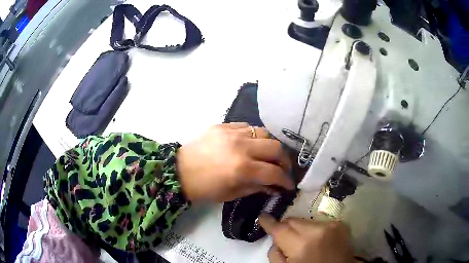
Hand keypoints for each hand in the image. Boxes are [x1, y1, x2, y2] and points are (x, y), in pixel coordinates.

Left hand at [177, 123, 293, 202]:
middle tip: (282, 168)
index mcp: (242, 169)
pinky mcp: (223, 125)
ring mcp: (232, 133)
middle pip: (276, 148)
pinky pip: (247, 126)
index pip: (274, 172)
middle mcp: (241, 147)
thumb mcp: (232, 194)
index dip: (286, 180)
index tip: (290, 184)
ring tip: (268, 155)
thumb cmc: (204, 188)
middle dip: (285, 160)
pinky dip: (254, 136)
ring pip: (264, 132)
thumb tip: (274, 186)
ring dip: (271, 146)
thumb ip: (257, 188)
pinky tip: (251, 144)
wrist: (178, 171)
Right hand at [259, 214, 353, 262]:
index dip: (268, 222)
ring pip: (306, 221)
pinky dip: (315, 230)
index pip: (280, 228)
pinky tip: (317, 241)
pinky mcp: (342, 225)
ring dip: (301, 229)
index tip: (263, 218)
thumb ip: (275, 253)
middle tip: (286, 239)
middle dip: (286, 227)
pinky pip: (320, 223)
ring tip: (305, 243)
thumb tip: (276, 240)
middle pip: (293, 220)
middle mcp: (318, 230)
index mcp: (302, 245)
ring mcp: (333, 226)